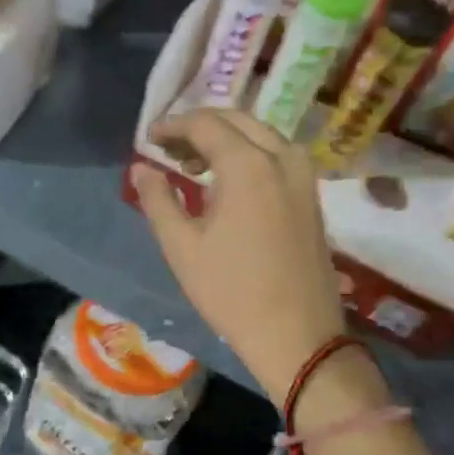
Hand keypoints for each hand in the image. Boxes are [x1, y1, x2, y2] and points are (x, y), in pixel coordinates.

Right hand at [132, 109, 382, 403]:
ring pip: (261, 134)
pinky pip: (277, 155)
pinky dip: (249, 153)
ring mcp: (304, 176)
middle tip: (168, 148)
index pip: (205, 125)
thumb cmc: (231, 291)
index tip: (149, 138)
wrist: (297, 334)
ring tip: (193, 164)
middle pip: (237, 120)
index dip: (173, 126)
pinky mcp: (312, 196)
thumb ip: (158, 199)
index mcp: (248, 165)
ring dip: (226, 138)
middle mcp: (282, 158)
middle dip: (199, 126)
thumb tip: (141, 169)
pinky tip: (228, 181)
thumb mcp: (181, 246)